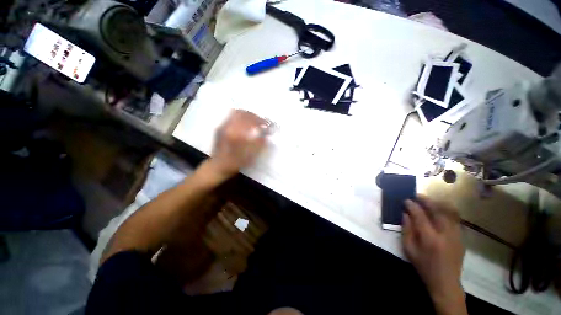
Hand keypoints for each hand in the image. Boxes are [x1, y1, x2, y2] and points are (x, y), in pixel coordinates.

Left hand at [208, 110, 268, 178]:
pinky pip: (232, 116)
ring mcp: (223, 126)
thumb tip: (266, 135)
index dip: (261, 121)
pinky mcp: (221, 127)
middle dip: (256, 117)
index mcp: (236, 134)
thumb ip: (259, 143)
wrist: (218, 166)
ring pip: (237, 113)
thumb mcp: (250, 156)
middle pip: (244, 114)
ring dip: (248, 115)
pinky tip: (245, 122)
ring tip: (255, 120)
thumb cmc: (235, 162)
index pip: (251, 121)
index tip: (268, 125)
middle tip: (263, 122)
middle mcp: (229, 127)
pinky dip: (241, 116)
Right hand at [402, 195, 466, 314]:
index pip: (420, 215)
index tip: (406, 200)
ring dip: (437, 204)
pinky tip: (439, 211)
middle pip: (437, 210)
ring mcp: (456, 235)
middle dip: (426, 200)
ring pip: (449, 212)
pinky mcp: (461, 237)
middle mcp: (445, 234)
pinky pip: (455, 219)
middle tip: (417, 196)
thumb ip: (406, 230)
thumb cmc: (424, 267)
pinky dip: (446, 212)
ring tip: (428, 201)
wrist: (446, 282)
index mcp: (430, 238)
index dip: (412, 205)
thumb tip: (405, 214)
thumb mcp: (409, 250)